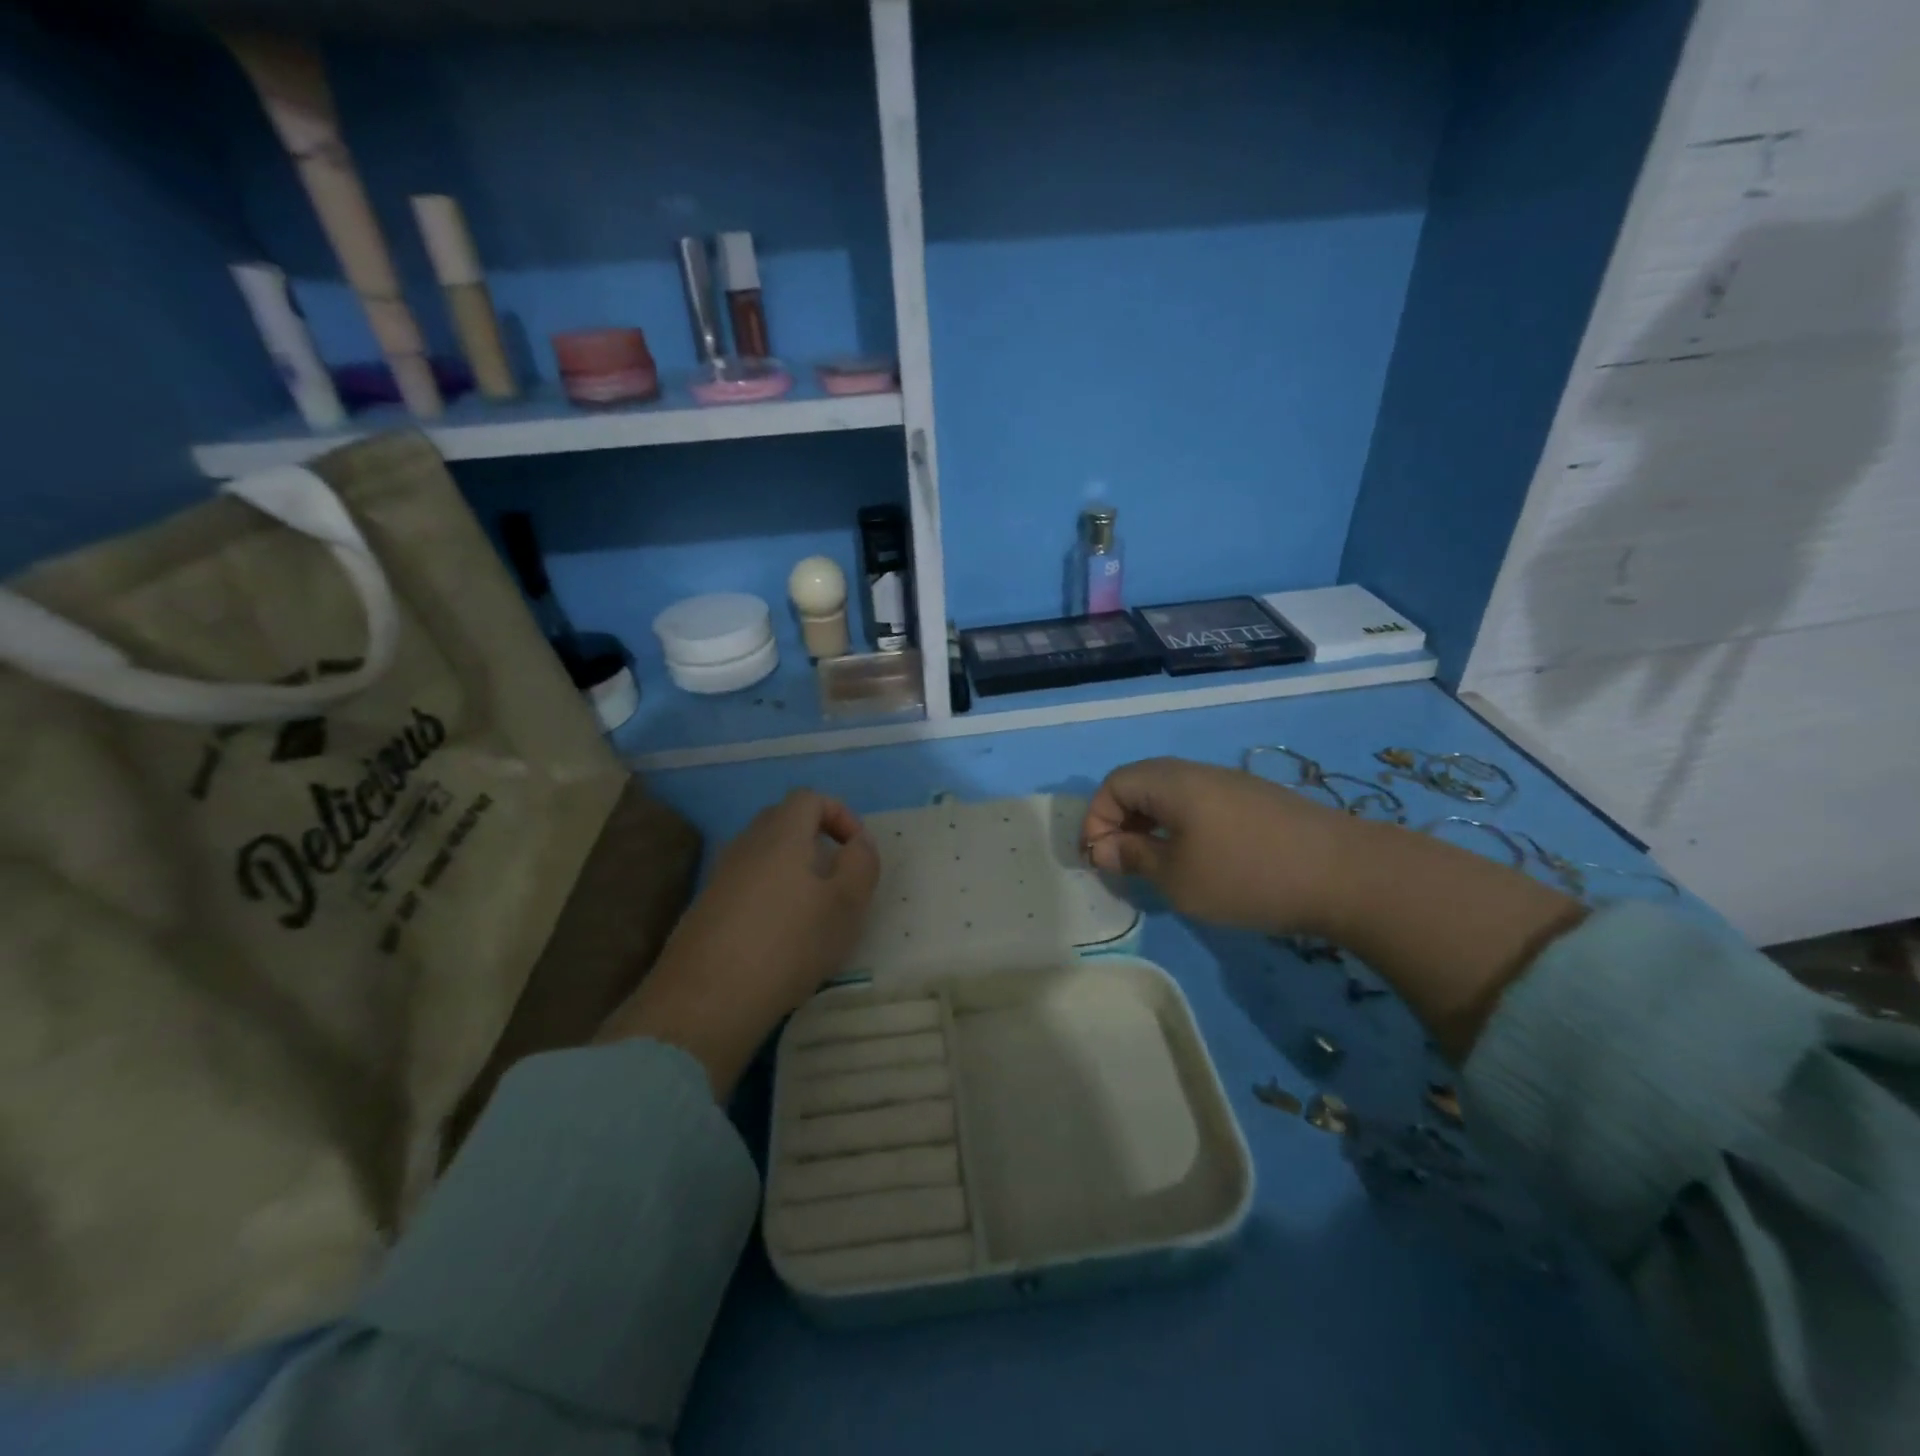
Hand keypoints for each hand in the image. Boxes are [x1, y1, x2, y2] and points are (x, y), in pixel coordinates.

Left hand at [601, 790, 880, 1094]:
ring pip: (762, 855)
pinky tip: (778, 937)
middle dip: (815, 839)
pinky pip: (745, 884)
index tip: (856, 851)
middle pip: (783, 821)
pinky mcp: (705, 908)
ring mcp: (720, 876)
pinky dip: (768, 896)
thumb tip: (858, 843)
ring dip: (792, 870)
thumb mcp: (846, 905)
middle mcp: (746, 845)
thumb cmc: (789, 944)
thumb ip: (861, 864)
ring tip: (812, 911)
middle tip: (837, 877)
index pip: (809, 798)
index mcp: (781, 834)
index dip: (840, 814)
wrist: (706, 1000)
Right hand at [1082, 757, 1353, 935]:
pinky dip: (1182, 827)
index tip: (1100, 860)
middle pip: (1141, 784)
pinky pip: (1200, 804)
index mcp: (1171, 782)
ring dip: (1152, 826)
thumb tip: (1103, 848)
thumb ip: (1134, 857)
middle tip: (1122, 862)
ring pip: (1172, 795)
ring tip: (1157, 865)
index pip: (1113, 784)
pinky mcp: (1256, 801)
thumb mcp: (1177, 877)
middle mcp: (1197, 772)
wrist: (1346, 874)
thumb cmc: (1246, 875)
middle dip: (1121, 822)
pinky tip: (1199, 860)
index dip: (1096, 820)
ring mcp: (1231, 784)